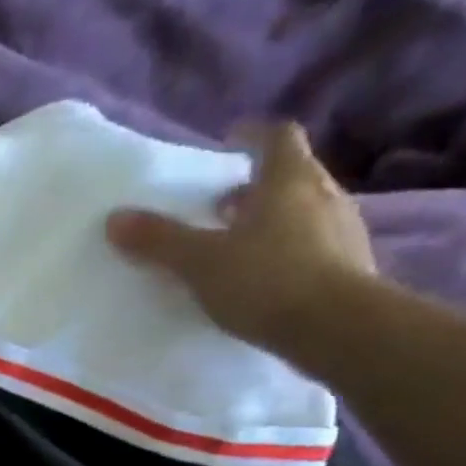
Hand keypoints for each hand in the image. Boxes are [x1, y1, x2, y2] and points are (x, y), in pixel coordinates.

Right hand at [105, 122, 378, 354]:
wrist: (339, 329)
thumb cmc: (267, 280)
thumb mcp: (200, 262)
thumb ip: (159, 240)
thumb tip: (115, 218)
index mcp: (289, 181)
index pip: (276, 138)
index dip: (252, 137)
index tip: (229, 142)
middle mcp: (323, 195)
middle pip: (291, 176)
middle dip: (254, 187)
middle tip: (220, 206)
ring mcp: (343, 232)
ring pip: (302, 213)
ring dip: (270, 221)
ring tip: (236, 246)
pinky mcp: (349, 268)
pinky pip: (312, 247)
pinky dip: (285, 253)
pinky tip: (262, 280)